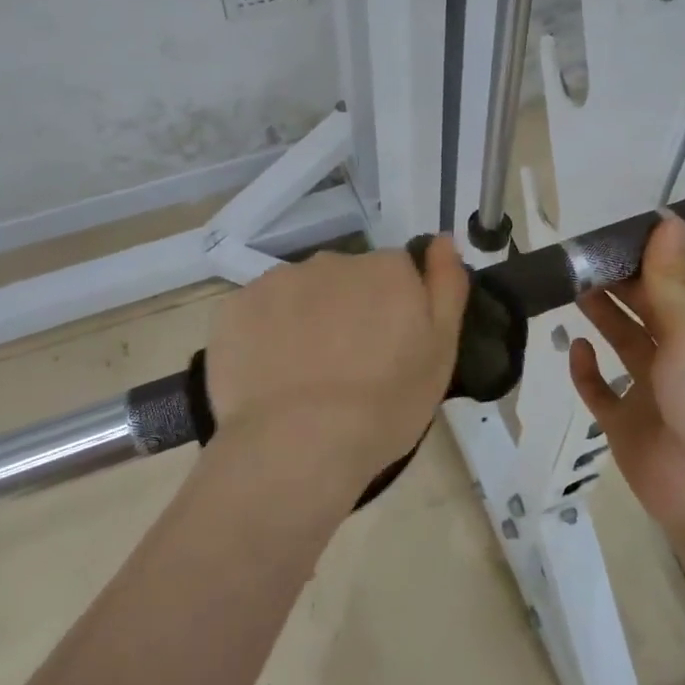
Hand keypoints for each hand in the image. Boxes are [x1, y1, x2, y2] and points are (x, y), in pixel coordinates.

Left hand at [204, 238, 469, 493]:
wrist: (299, 444)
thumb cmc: (385, 405)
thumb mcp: (441, 351)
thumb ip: (447, 286)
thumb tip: (442, 239)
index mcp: (387, 269)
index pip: (397, 274)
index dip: (394, 311)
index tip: (389, 350)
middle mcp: (334, 261)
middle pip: (347, 279)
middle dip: (349, 311)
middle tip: (348, 368)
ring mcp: (280, 280)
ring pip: (301, 294)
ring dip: (306, 320)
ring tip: (304, 377)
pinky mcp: (237, 306)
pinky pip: (260, 313)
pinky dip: (266, 335)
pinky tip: (270, 375)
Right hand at [568, 216, 684, 538]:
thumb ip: (670, 277)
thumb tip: (668, 219)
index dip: (657, 255)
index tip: (620, 231)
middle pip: (650, 308)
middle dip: (621, 282)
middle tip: (582, 255)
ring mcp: (656, 390)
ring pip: (624, 342)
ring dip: (603, 315)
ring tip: (572, 285)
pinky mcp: (627, 422)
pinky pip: (601, 389)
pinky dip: (587, 370)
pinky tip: (577, 349)